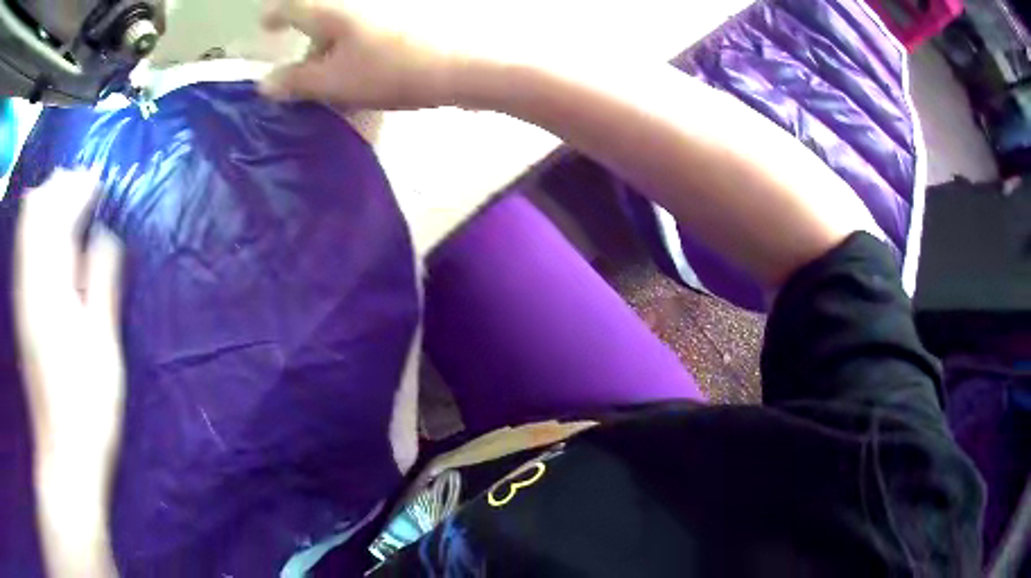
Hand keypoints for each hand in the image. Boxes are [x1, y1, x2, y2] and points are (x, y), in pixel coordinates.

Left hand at [13, 169, 123, 575]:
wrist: (63, 453)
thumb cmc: (89, 406)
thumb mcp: (104, 346)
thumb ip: (101, 283)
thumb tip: (104, 235)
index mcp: (50, 287)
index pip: (56, 212)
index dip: (77, 188)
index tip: (98, 182)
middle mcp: (29, 282)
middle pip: (34, 208)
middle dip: (57, 188)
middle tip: (82, 190)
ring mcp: (21, 295)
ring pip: (25, 226)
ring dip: (44, 205)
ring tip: (67, 205)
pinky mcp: (19, 310)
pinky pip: (22, 250)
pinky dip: (34, 230)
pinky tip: (49, 240)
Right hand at [259, 0, 517, 108]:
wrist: (466, 64)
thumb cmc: (391, 70)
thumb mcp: (335, 82)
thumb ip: (297, 82)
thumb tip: (265, 84)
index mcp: (331, 10)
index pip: (291, 4)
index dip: (274, 15)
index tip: (267, 28)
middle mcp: (356, 1)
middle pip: (320, 15)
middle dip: (308, 41)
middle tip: (307, 73)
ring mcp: (384, 8)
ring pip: (346, 24)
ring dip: (334, 48)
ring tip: (338, 80)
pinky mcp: (407, 19)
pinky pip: (369, 31)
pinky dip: (358, 48)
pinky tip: (367, 72)